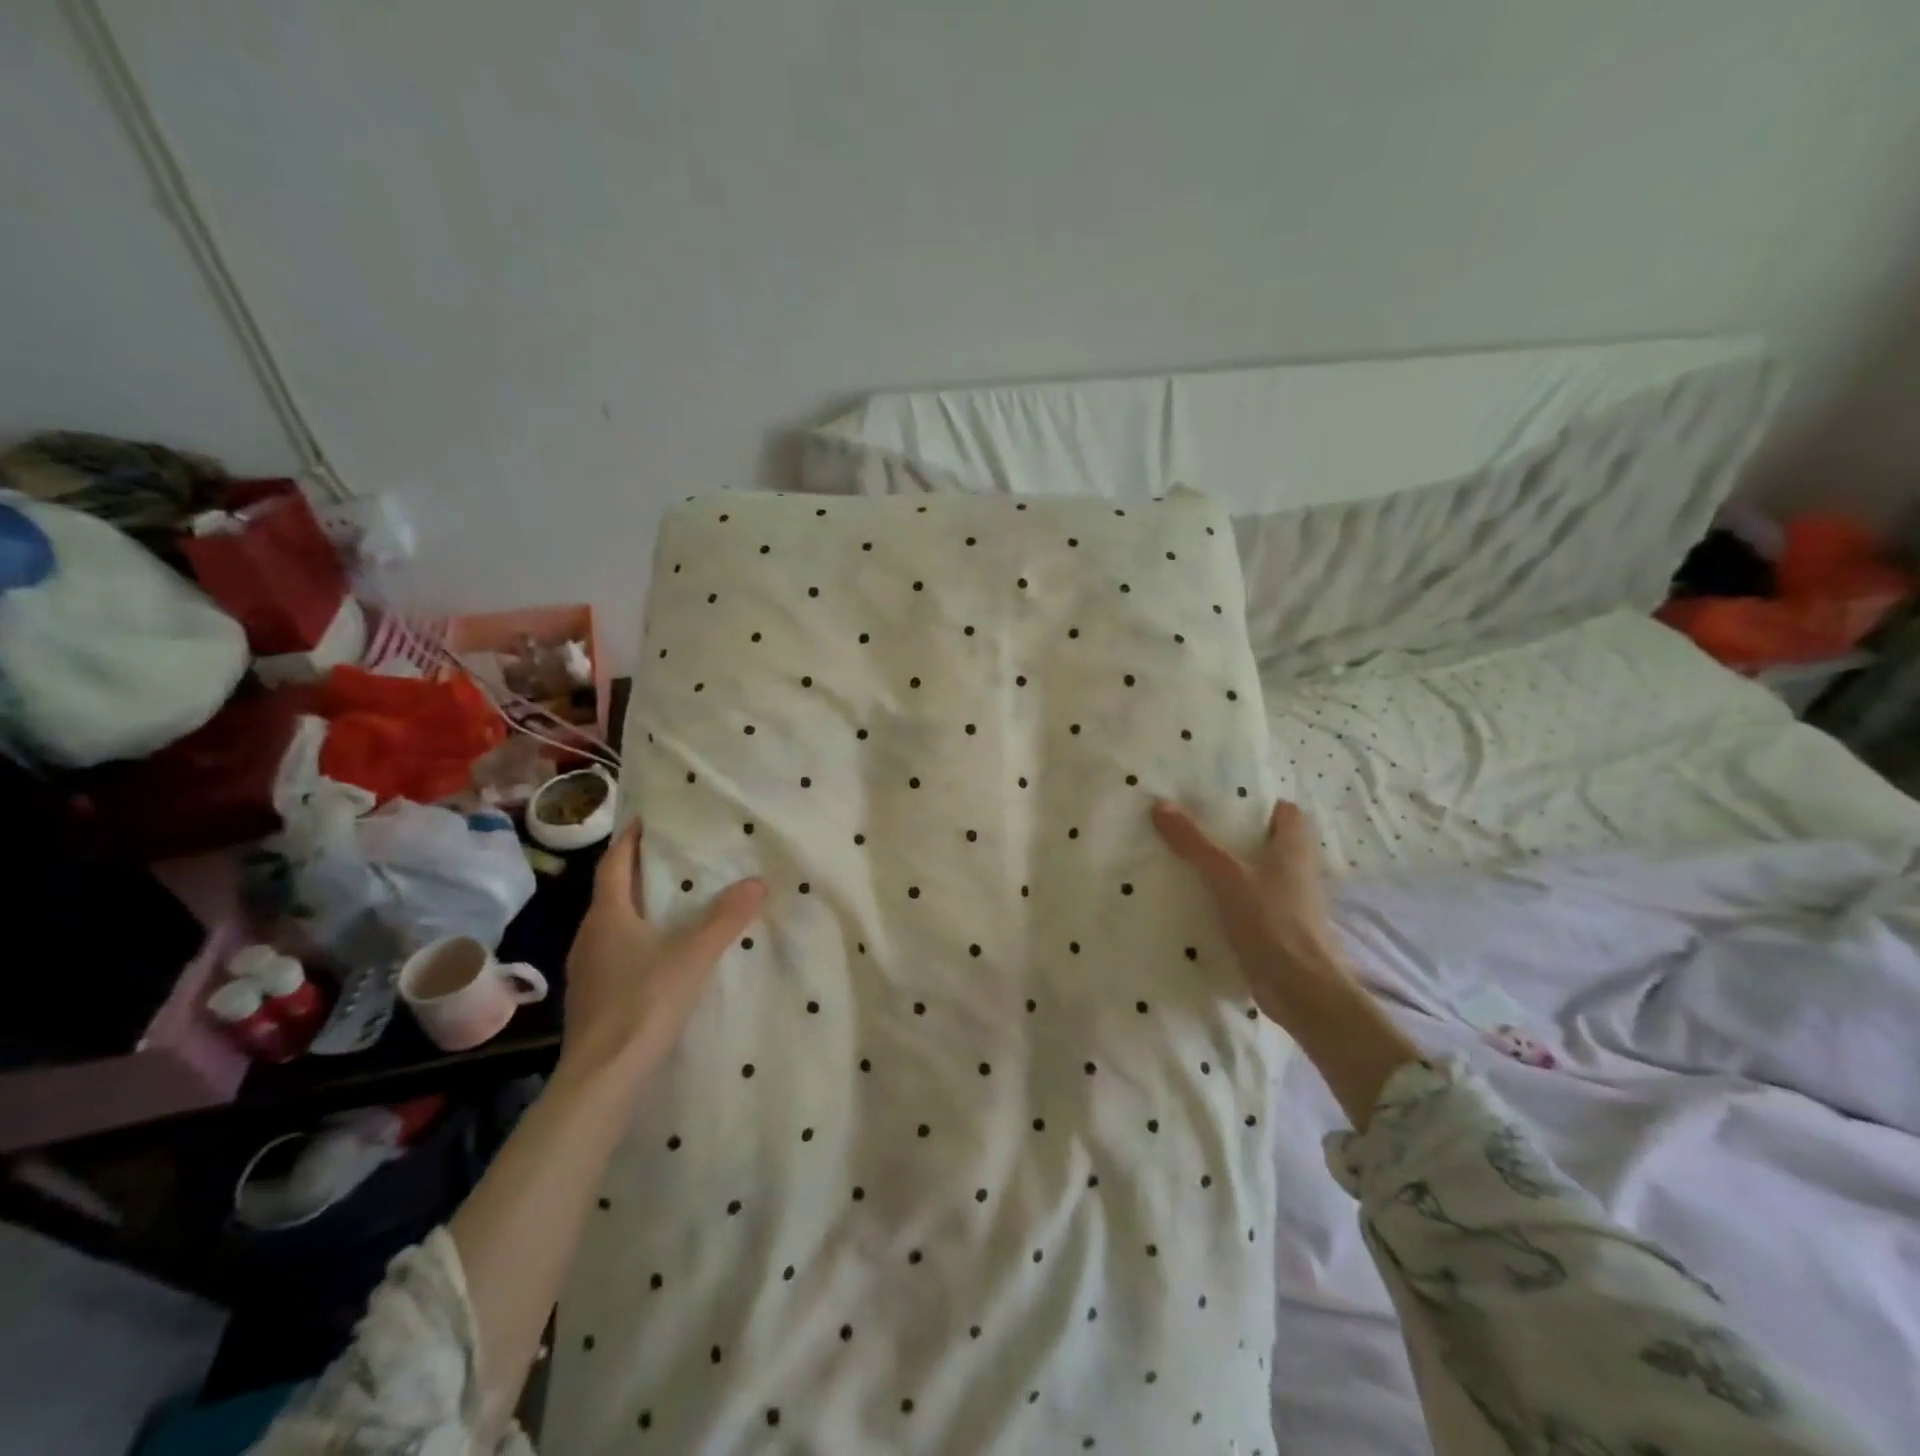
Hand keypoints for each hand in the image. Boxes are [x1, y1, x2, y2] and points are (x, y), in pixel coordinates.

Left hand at [559, 819, 765, 1081]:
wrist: (603, 1077)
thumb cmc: (645, 1002)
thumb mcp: (694, 955)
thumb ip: (726, 918)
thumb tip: (757, 881)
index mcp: (607, 916)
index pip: (614, 864)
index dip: (628, 839)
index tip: (646, 820)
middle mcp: (589, 936)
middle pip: (611, 893)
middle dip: (637, 872)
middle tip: (671, 858)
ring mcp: (586, 970)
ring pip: (611, 925)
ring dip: (636, 908)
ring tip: (670, 903)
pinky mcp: (592, 997)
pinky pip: (613, 953)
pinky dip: (634, 941)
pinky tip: (658, 955)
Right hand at [1150, 798, 1349, 1024]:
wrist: (1300, 989)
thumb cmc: (1271, 921)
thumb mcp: (1225, 874)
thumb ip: (1194, 841)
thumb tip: (1160, 804)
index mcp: (1294, 849)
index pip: (1285, 812)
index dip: (1257, 803)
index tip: (1220, 800)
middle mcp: (1297, 872)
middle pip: (1267, 843)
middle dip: (1234, 835)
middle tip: (1192, 826)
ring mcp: (1289, 903)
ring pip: (1257, 874)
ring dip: (1230, 869)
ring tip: (1186, 859)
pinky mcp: (1277, 930)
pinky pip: (1249, 904)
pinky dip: (1228, 899)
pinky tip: (1198, 900)